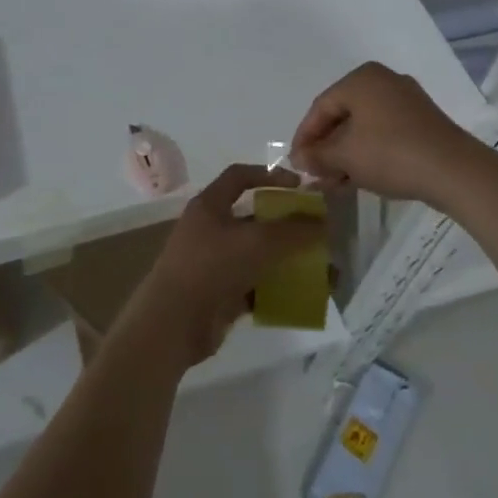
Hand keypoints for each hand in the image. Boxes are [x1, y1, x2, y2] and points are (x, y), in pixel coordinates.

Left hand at [120, 165, 324, 368]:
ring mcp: (213, 262)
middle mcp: (209, 229)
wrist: (174, 322)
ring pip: (255, 254)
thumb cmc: (211, 266)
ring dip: (284, 259)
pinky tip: (302, 296)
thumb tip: (323, 223)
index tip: (299, 186)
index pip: (239, 176)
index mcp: (209, 205)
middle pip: (252, 218)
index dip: (269, 175)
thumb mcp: (257, 242)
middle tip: (316, 231)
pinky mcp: (219, 293)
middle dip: (285, 224)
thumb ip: (293, 231)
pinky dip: (276, 288)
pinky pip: (254, 285)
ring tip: (318, 267)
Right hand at [290, 61, 485, 204]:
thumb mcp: (345, 156)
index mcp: (361, 79)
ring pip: (363, 127)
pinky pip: (383, 133)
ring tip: (333, 182)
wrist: (455, 172)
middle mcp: (384, 81)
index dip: (304, 137)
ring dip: (344, 154)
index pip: (321, 107)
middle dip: (325, 148)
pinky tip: (358, 177)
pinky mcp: (422, 123)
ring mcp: (406, 101)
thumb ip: (316, 155)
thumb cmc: (391, 153)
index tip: (296, 163)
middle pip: (342, 116)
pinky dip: (367, 153)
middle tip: (314, 174)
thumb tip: (299, 160)